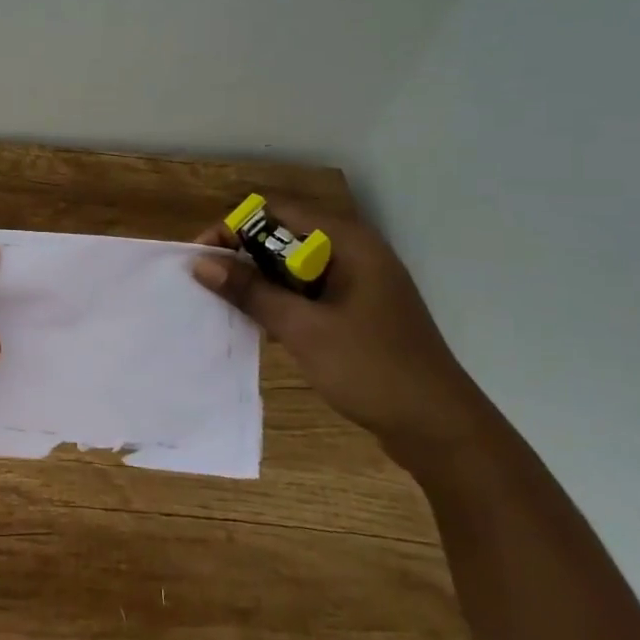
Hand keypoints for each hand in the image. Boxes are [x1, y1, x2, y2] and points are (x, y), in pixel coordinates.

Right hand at [189, 200, 490, 468]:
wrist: (439, 428)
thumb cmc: (372, 369)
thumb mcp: (303, 329)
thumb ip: (251, 292)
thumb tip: (201, 263)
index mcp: (348, 242)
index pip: (277, 211)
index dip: (235, 227)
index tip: (203, 257)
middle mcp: (353, 251)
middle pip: (284, 235)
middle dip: (244, 255)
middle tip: (209, 284)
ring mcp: (358, 281)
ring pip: (294, 265)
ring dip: (260, 280)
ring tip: (227, 305)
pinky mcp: (357, 309)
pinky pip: (308, 291)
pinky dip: (281, 300)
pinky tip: (260, 325)